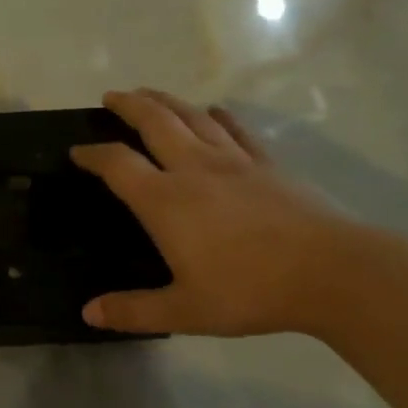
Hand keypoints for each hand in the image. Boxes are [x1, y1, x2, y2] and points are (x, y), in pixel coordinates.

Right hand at [70, 89, 363, 338]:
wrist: (330, 271)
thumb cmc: (250, 290)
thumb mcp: (185, 311)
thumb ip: (134, 310)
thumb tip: (88, 313)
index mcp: (166, 201)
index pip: (118, 165)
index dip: (93, 154)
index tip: (77, 150)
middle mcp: (194, 168)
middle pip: (154, 122)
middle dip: (128, 105)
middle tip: (111, 96)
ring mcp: (233, 160)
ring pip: (192, 116)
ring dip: (166, 100)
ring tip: (150, 94)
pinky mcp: (266, 163)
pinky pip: (235, 129)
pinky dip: (218, 115)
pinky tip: (214, 111)